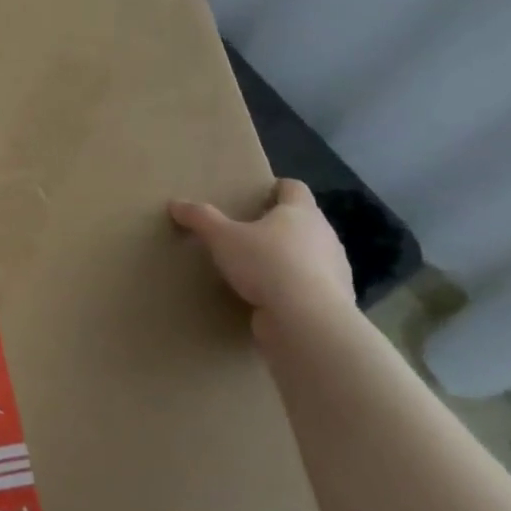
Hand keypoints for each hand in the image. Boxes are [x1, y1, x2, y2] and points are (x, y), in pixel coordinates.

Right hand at [168, 179, 353, 321]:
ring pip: (309, 256)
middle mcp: (324, 236)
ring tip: (256, 269)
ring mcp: (335, 271)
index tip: (257, 196)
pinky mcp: (332, 302)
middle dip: (278, 226)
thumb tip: (175, 204)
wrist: (307, 322)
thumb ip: (200, 218)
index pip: (294, 188)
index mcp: (302, 212)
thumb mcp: (222, 237)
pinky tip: (269, 299)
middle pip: (303, 222)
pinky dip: (292, 289)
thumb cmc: (267, 264)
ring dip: (287, 259)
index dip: (277, 188)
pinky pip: (310, 287)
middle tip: (248, 233)